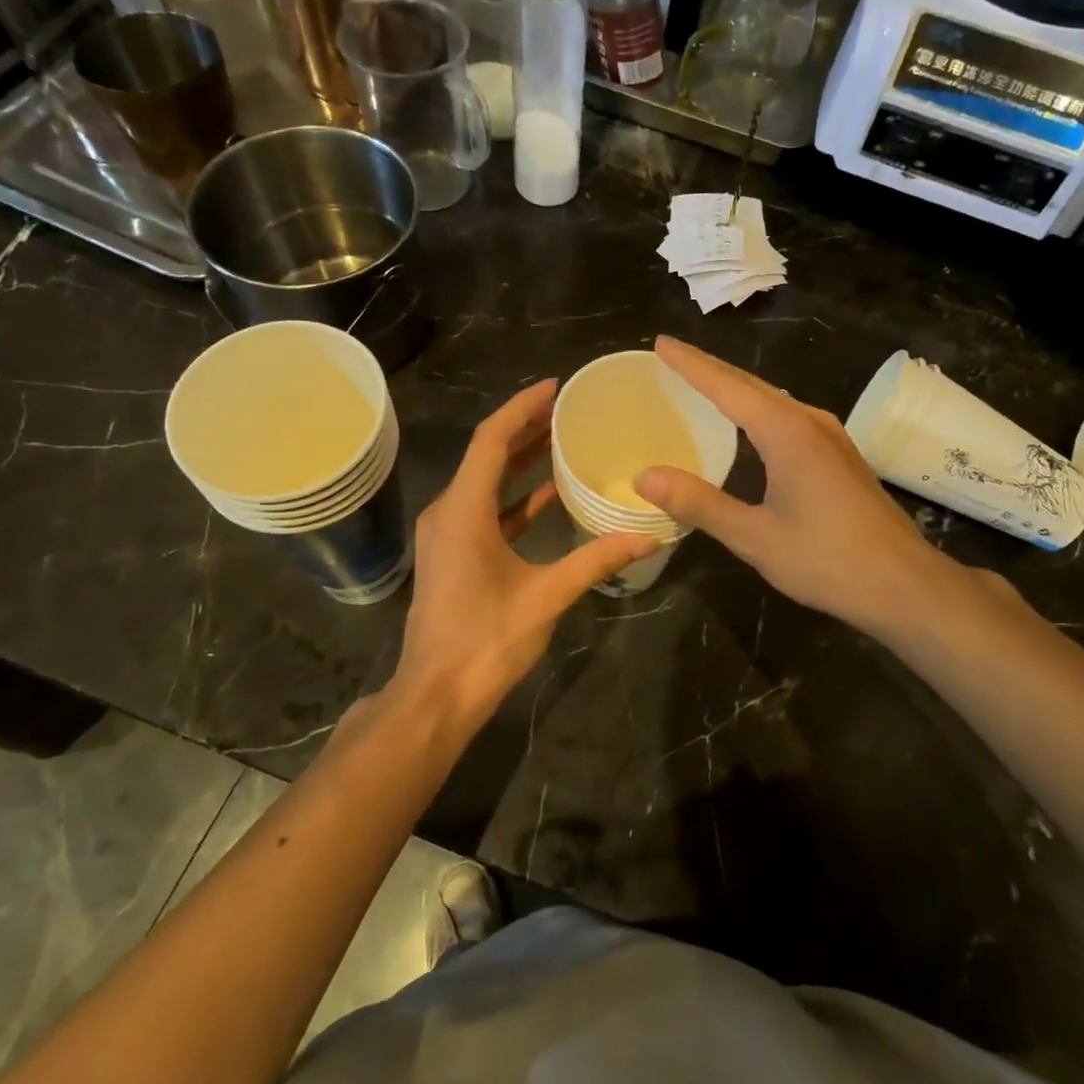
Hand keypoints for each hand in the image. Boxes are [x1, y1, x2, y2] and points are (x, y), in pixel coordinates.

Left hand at [392, 379, 656, 733]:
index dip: (522, 408)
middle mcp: (449, 512)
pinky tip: (551, 494)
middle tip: (568, 408)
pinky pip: (487, 509)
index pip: (491, 440)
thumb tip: (648, 536)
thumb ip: (595, 561)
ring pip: (486, 481)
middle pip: (487, 454)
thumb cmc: (485, 642)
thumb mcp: (546, 597)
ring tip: (563, 438)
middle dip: (526, 427)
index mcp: (463, 511)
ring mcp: (449, 534)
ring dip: (521, 460)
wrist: (435, 696)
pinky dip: (516, 497)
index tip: (556, 387)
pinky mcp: (455, 554)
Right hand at [633, 337, 958, 637]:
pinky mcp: (840, 455)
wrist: (904, 584)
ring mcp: (831, 437)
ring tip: (701, 383)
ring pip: (773, 399)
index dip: (691, 364)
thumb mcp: (754, 537)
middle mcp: (810, 422)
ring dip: (735, 388)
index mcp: (786, 433)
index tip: (661, 343)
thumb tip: (645, 477)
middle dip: (709, 369)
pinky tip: (749, 424)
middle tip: (671, 357)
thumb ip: (699, 503)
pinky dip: (758, 409)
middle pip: (751, 385)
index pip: (727, 386)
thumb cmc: (827, 560)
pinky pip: (789, 416)